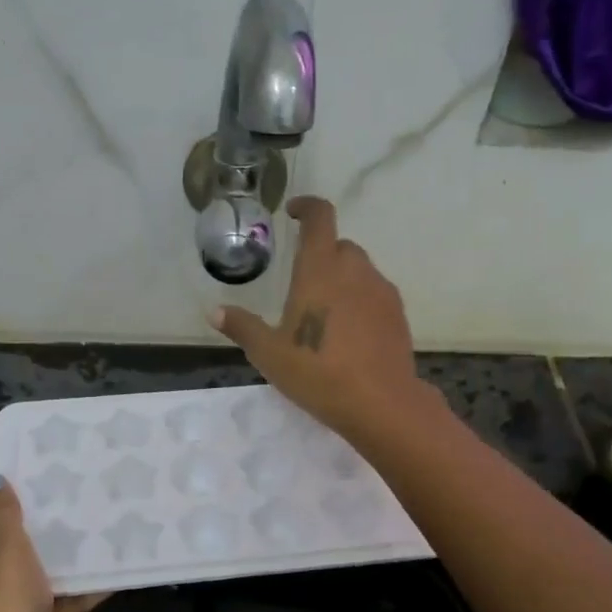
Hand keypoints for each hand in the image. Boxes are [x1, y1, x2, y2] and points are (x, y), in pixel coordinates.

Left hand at [0, 479, 104, 611]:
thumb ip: (2, 514)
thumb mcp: (3, 552)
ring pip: (38, 570)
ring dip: (65, 552)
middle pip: (8, 541)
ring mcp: (8, 608)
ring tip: (100, 520)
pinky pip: (61, 598)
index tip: (41, 476)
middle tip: (76, 493)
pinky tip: (115, 565)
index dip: (2, 495)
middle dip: (40, 521)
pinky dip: (83, 586)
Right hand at [209, 196, 426, 440]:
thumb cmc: (317, 372)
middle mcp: (355, 270)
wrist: (380, 403)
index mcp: (320, 269)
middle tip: (302, 284)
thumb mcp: (269, 353)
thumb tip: (214, 311)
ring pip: (360, 270)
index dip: (307, 207)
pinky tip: (349, 333)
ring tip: (324, 314)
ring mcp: (381, 291)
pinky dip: (360, 301)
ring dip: (341, 279)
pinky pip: (375, 294)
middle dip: (321, 254)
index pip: (320, 218)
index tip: (294, 213)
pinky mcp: (398, 314)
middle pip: (339, 246)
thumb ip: (242, 327)